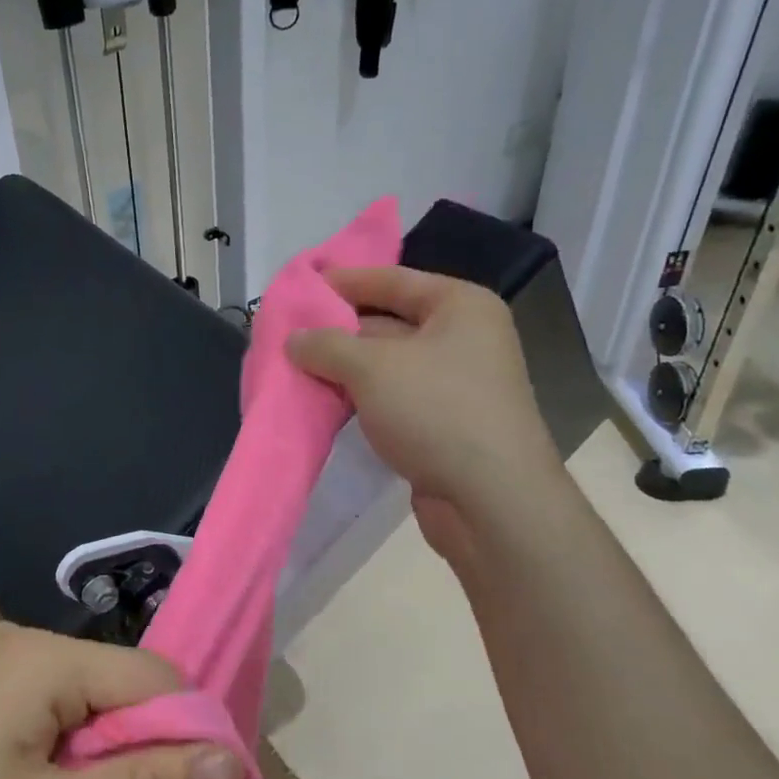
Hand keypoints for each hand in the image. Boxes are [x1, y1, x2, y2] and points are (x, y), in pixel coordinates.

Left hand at [0, 624, 244, 778]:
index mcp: (43, 655)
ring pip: (88, 702)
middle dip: (147, 751)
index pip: (152, 676)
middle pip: (119, 686)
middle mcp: (23, 642)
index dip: (189, 735)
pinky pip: (52, 711)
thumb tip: (234, 761)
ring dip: (110, 758)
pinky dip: (73, 754)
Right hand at [286, 267, 565, 552]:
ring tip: (293, 368)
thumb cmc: (435, 411)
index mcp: (460, 306)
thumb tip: (294, 339)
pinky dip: (358, 397)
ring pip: (386, 364)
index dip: (343, 281)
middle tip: (287, 333)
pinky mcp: (442, 423)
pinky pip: (391, 397)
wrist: (490, 500)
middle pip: (387, 321)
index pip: (392, 279)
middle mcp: (463, 338)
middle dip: (337, 330)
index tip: (299, 287)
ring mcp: (455, 383)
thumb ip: (326, 345)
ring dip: (342, 368)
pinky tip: (322, 402)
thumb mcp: (371, 367)